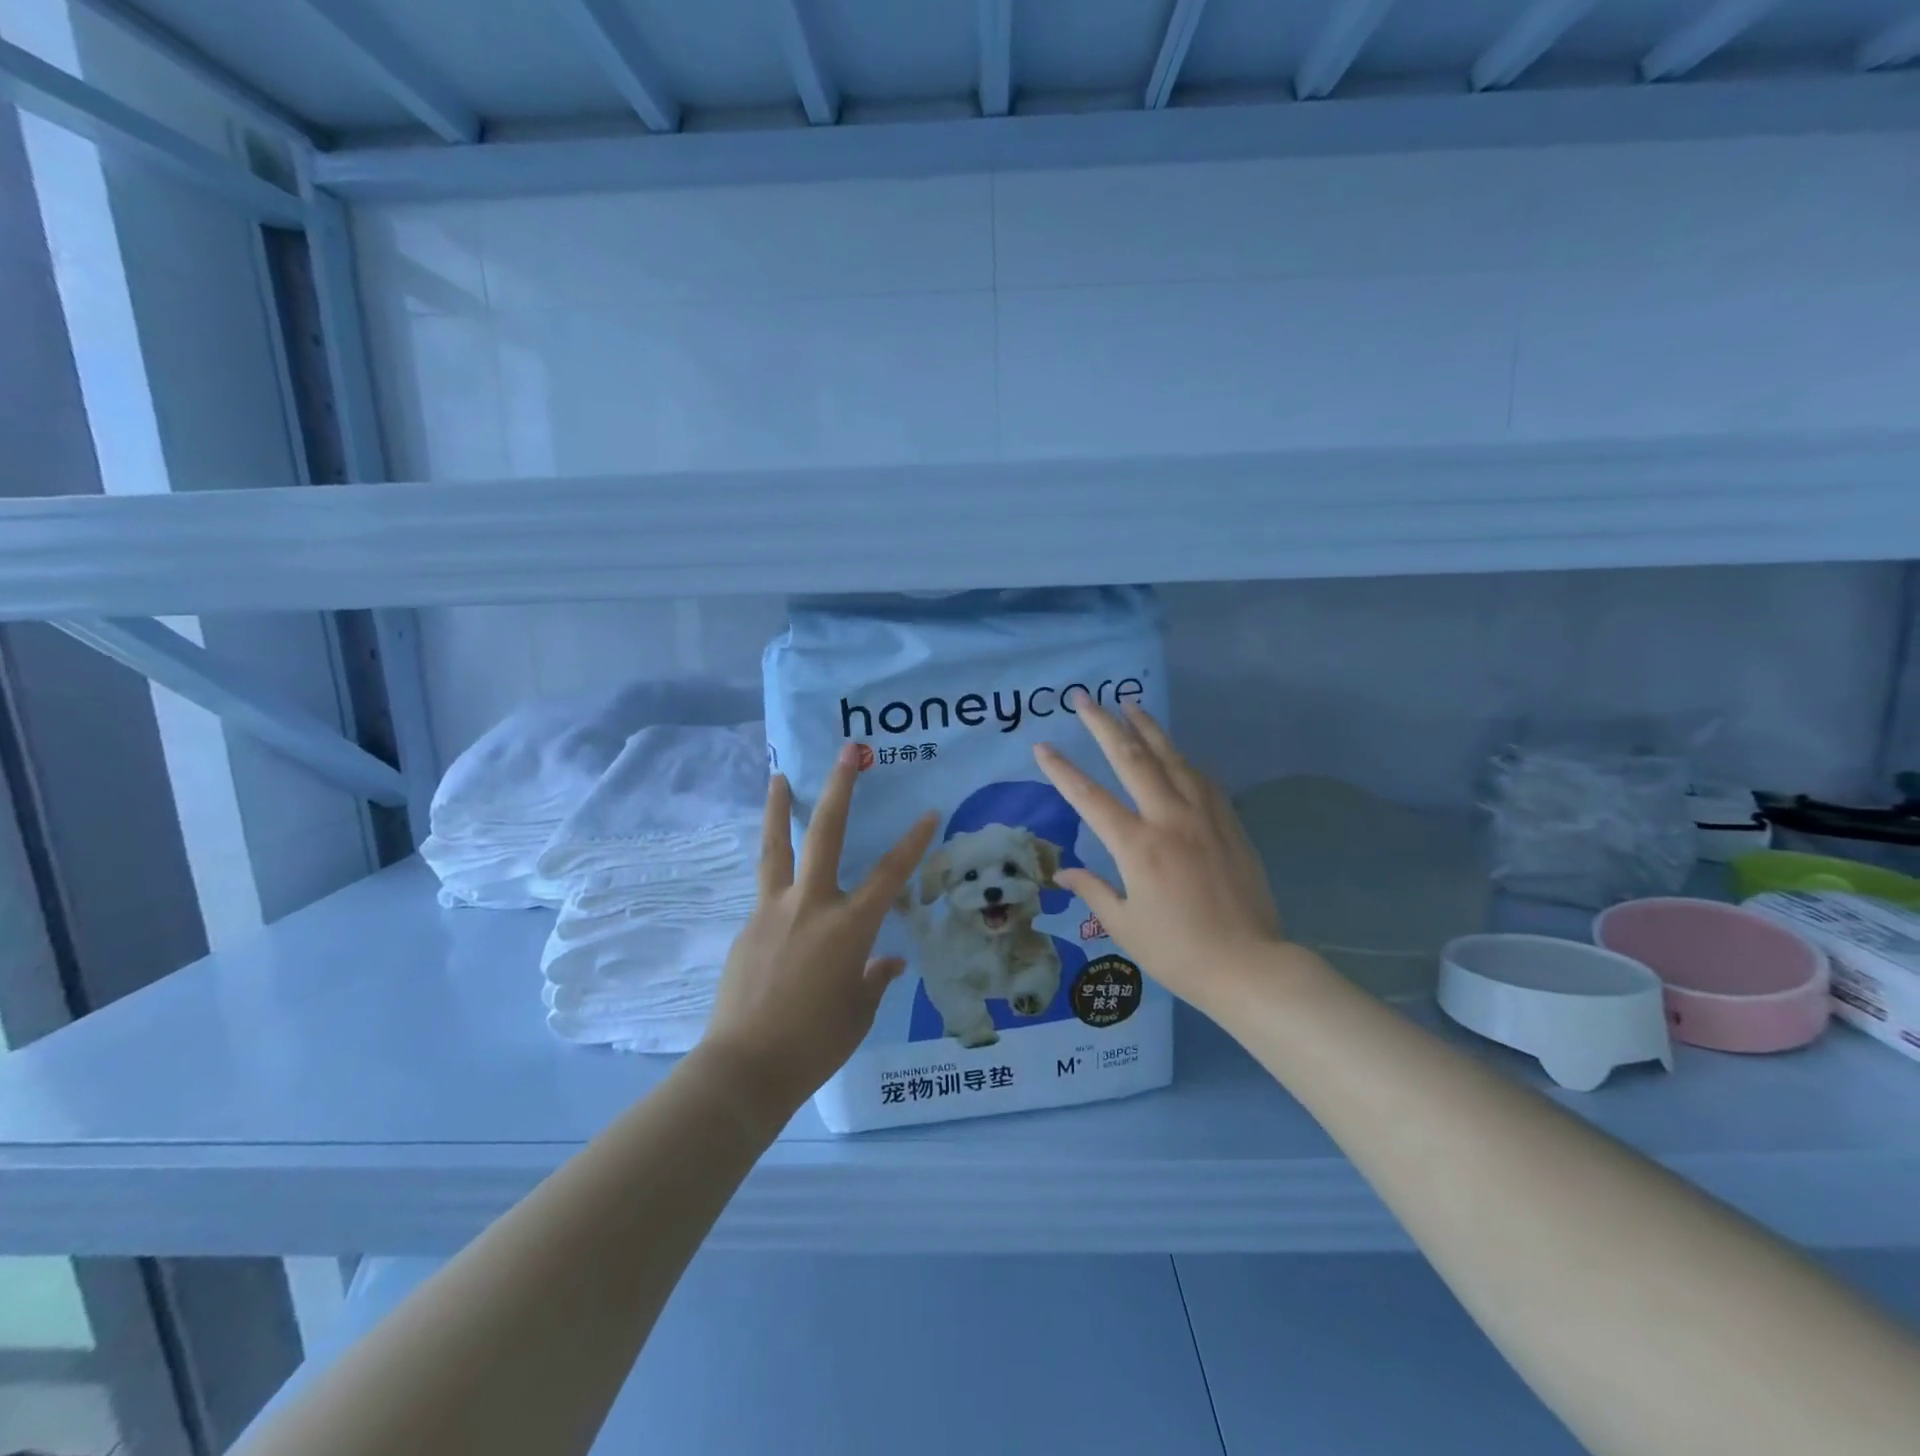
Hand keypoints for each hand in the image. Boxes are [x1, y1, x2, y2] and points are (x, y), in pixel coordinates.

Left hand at [700, 744, 937, 1117]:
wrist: (744, 1068)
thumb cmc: (815, 1044)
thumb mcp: (858, 1011)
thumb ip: (874, 978)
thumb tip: (887, 962)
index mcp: (848, 927)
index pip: (890, 874)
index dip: (913, 842)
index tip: (929, 812)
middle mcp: (811, 906)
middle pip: (825, 833)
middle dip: (838, 788)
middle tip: (846, 752)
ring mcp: (772, 912)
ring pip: (776, 848)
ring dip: (777, 808)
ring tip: (777, 776)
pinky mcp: (747, 927)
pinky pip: (767, 893)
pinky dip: (778, 879)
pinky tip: (785, 896)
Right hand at [1032, 696, 1284, 1015]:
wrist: (1249, 965)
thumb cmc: (1178, 952)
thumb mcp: (1124, 926)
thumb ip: (1093, 890)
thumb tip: (1063, 873)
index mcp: (1137, 846)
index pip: (1089, 797)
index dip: (1062, 770)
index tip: (1041, 746)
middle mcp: (1169, 819)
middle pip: (1132, 759)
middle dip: (1104, 725)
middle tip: (1084, 698)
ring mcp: (1204, 816)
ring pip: (1171, 758)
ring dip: (1147, 728)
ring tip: (1129, 703)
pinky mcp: (1229, 822)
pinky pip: (1202, 778)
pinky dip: (1183, 759)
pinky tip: (1175, 751)